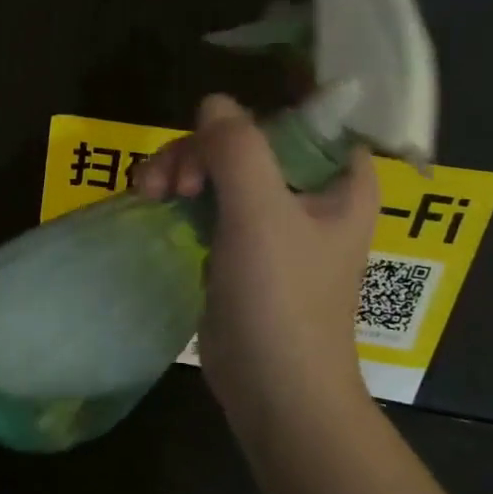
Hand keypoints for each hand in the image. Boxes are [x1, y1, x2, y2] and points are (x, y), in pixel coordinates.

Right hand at [137, 94, 375, 438]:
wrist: (274, 389)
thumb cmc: (283, 300)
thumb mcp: (261, 216)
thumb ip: (238, 150)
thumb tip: (212, 104)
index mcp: (341, 179)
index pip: (300, 117)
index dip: (252, 116)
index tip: (211, 140)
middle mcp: (310, 194)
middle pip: (249, 141)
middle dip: (201, 150)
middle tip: (171, 181)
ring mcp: (272, 223)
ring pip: (222, 169)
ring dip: (182, 170)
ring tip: (152, 193)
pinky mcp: (240, 248)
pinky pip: (208, 202)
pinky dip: (181, 197)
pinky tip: (155, 204)